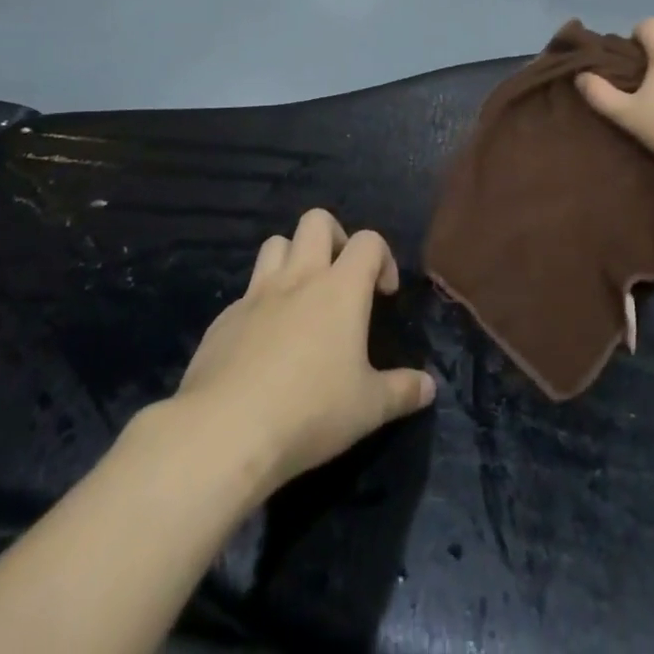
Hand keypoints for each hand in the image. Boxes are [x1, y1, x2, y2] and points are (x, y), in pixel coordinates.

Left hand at [169, 210, 435, 494]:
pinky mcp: (224, 318)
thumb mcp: (368, 409)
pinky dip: (261, 303)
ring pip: (275, 244)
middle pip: (316, 221)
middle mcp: (299, 278)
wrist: (225, 432)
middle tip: (341, 277)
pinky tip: (263, 343)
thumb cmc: (309, 412)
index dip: (382, 257)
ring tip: (302, 298)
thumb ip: (402, 392)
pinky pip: (247, 292)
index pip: (368, 241)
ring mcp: (256, 294)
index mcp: (340, 288)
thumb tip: (429, 387)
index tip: (384, 294)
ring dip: (292, 258)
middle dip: (334, 237)